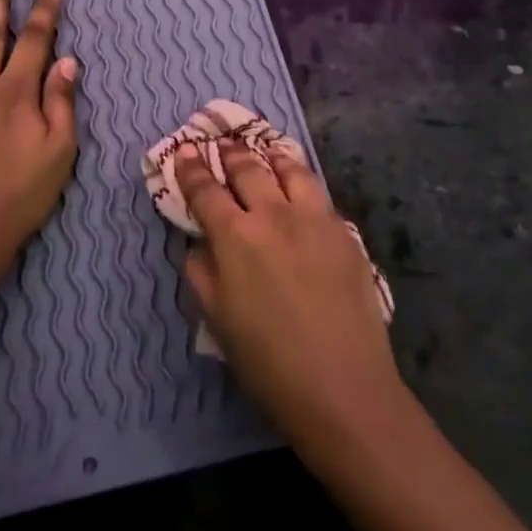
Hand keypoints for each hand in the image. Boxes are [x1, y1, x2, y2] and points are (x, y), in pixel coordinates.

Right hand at [176, 144, 403, 442]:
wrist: (343, 387)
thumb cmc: (267, 361)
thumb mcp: (216, 319)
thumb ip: (202, 271)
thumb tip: (199, 243)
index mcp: (235, 236)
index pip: (206, 190)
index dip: (192, 169)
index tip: (186, 151)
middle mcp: (274, 215)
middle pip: (248, 170)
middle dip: (231, 154)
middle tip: (223, 143)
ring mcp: (315, 220)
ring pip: (291, 171)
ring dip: (272, 157)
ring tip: (267, 152)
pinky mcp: (345, 233)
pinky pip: (319, 195)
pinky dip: (303, 181)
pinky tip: (302, 187)